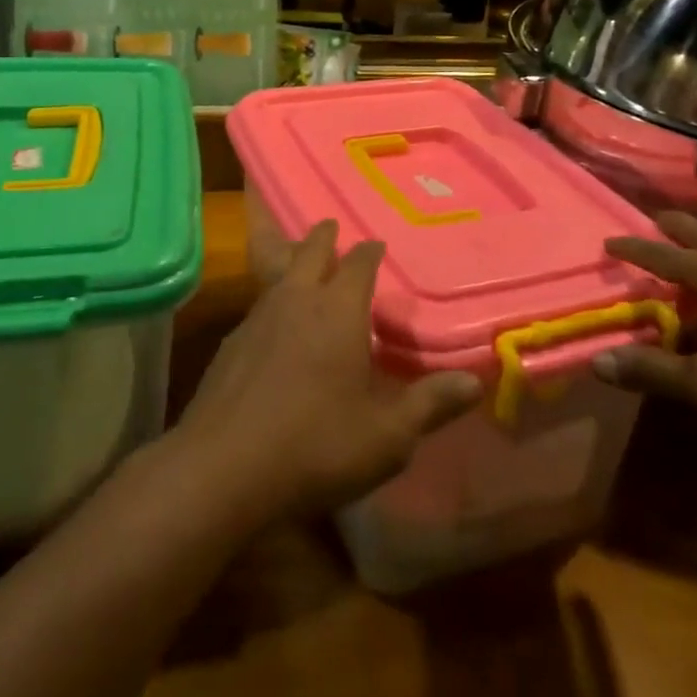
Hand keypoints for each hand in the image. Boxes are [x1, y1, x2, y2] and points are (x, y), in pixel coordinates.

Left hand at [174, 221, 481, 524]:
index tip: (377, 244)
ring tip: (302, 266)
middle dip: (323, 236)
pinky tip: (272, 328)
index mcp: (338, 311)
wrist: (222, 468)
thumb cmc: (316, 446)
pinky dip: (272, 303)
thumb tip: (474, 382)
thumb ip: (429, 405)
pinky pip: (257, 307)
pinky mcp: (229, 343)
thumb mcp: (386, 437)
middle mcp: (296, 300)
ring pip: (278, 274)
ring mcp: (256, 318)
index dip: (370, 252)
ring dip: (293, 263)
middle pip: (310, 250)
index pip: (358, 263)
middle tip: (331, 227)